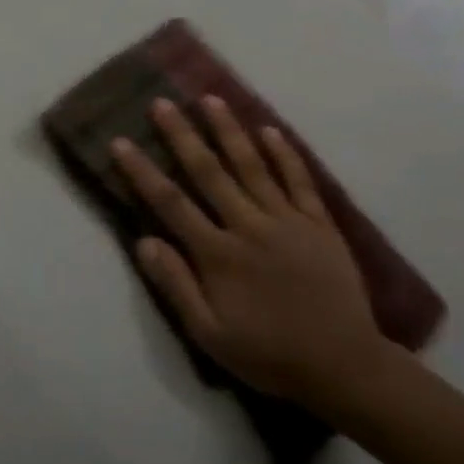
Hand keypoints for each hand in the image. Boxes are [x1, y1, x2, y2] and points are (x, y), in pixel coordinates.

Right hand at [112, 97, 386, 409]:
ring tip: (211, 98)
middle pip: (209, 171)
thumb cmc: (268, 354)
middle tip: (162, 103)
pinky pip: (299, 180)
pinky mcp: (320, 224)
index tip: (121, 142)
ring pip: (253, 165)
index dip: (143, 171)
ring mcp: (288, 220)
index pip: (171, 203)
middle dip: (182, 135)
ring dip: (229, 130)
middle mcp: (249, 226)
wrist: (343, 365)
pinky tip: (270, 130)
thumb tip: (144, 241)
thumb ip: (176, 286)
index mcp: (218, 254)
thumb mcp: (209, 334)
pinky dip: (285, 153)